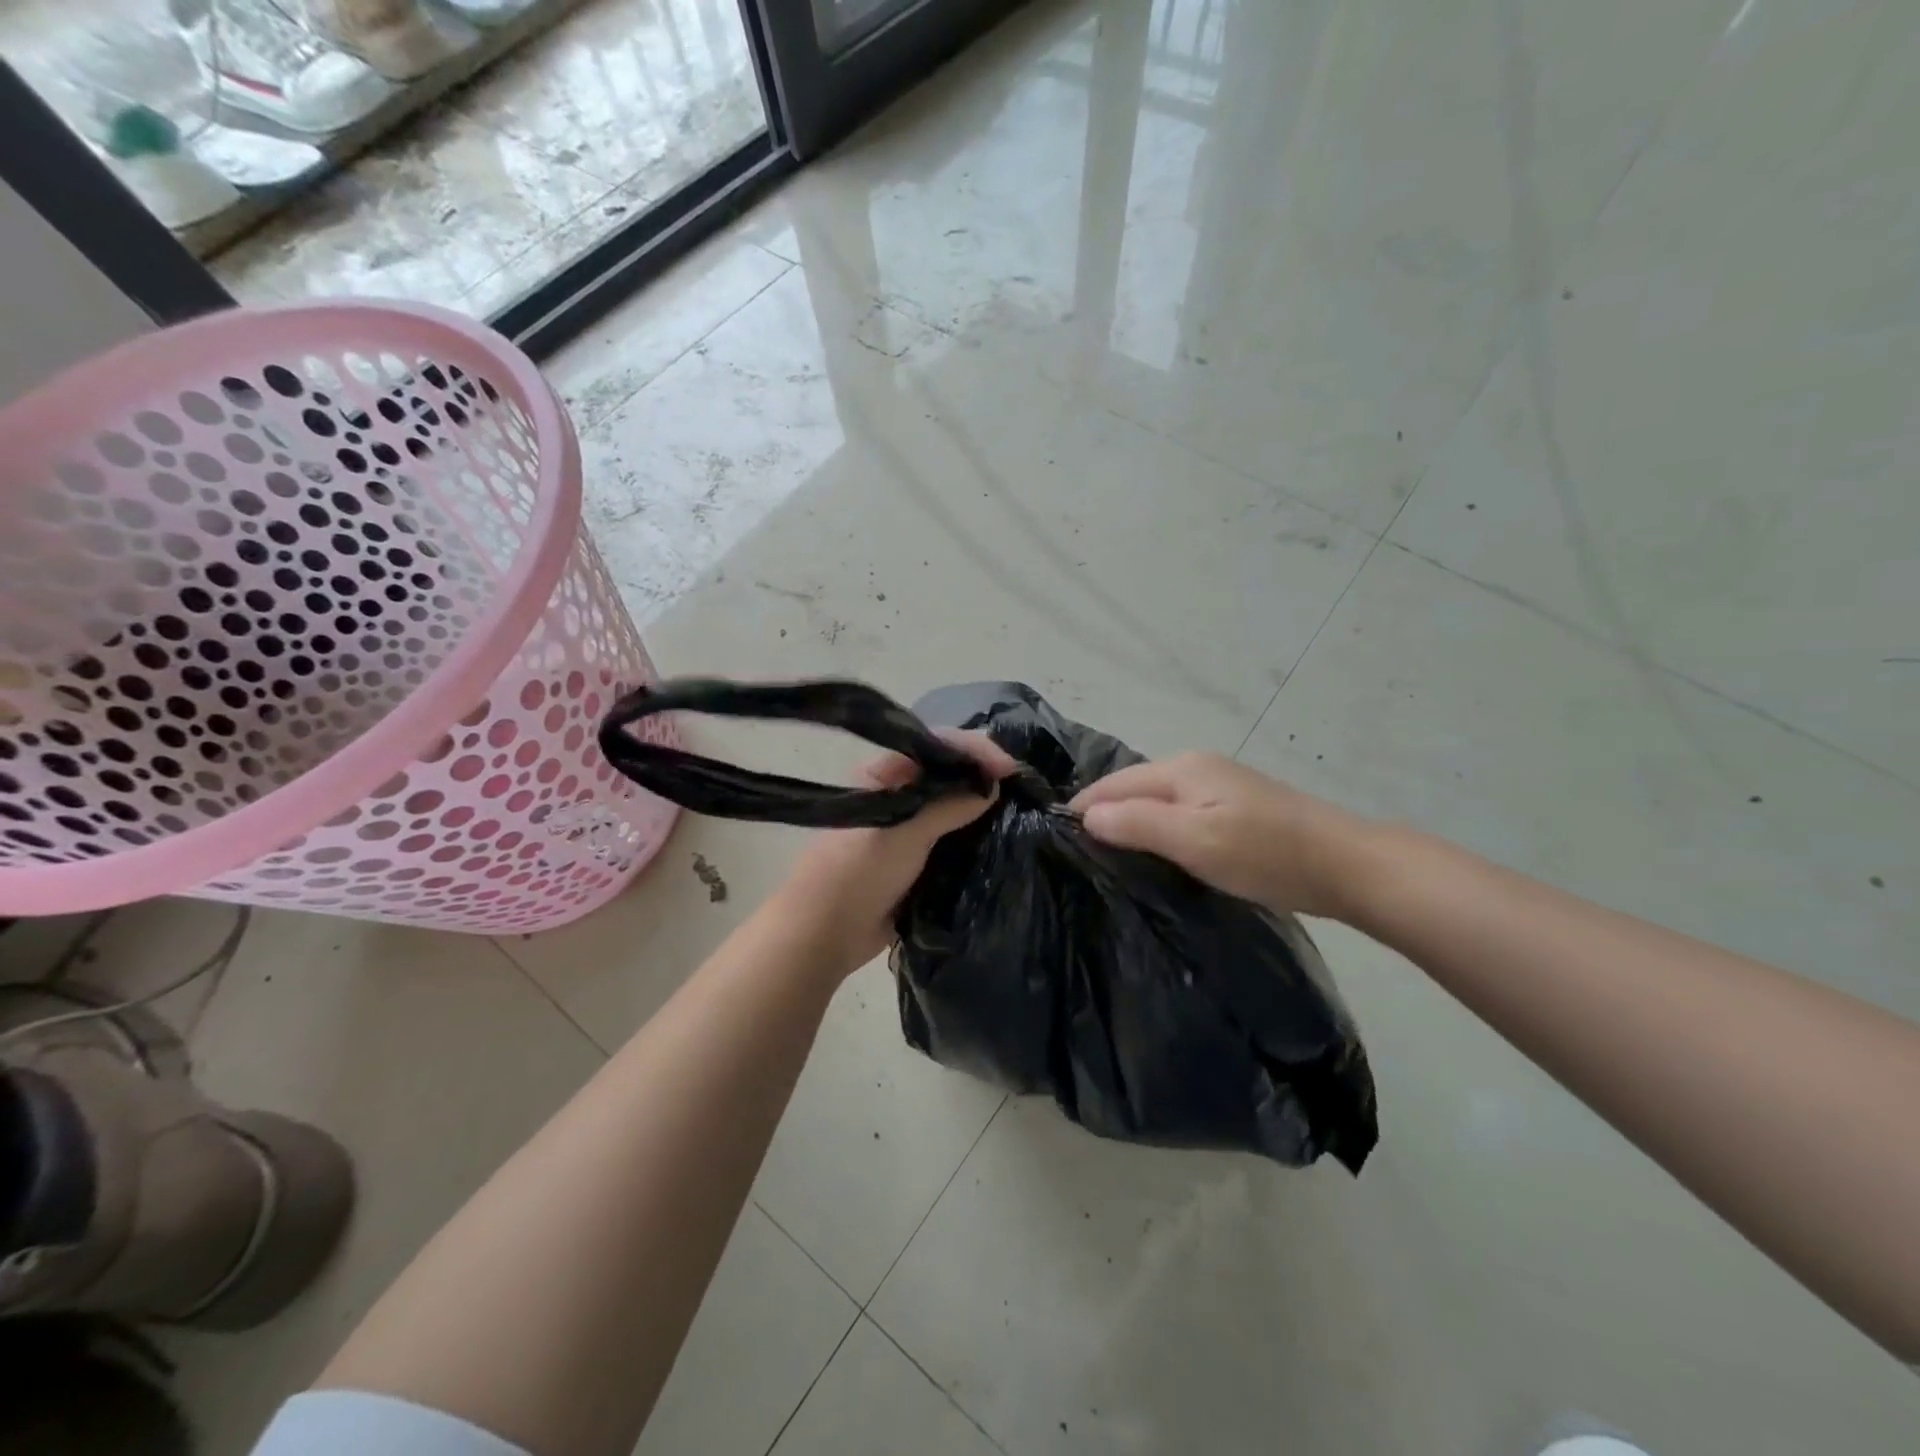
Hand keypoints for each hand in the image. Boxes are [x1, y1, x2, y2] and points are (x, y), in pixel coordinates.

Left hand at [774, 731, 1018, 970]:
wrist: (826, 933)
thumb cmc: (857, 872)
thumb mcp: (903, 832)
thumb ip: (948, 806)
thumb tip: (992, 787)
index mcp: (885, 774)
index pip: (936, 744)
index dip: (974, 750)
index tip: (1009, 769)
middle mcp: (899, 792)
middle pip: (949, 771)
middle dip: (983, 773)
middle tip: (1021, 785)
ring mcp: (910, 825)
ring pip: (955, 804)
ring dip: (983, 805)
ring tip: (1020, 807)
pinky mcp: (919, 857)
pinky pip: (954, 837)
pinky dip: (977, 834)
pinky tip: (1001, 835)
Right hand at [1068, 753, 1371, 919]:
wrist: (1347, 865)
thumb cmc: (1265, 853)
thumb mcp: (1194, 841)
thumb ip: (1138, 824)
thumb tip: (1087, 815)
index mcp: (1181, 768)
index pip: (1113, 784)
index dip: (1084, 809)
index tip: (1056, 841)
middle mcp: (1195, 766)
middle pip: (1133, 788)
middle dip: (1105, 814)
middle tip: (1079, 854)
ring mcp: (1218, 784)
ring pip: (1156, 800)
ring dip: (1131, 823)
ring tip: (1109, 857)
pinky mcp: (1235, 807)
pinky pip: (1179, 812)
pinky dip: (1159, 829)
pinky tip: (1156, 852)